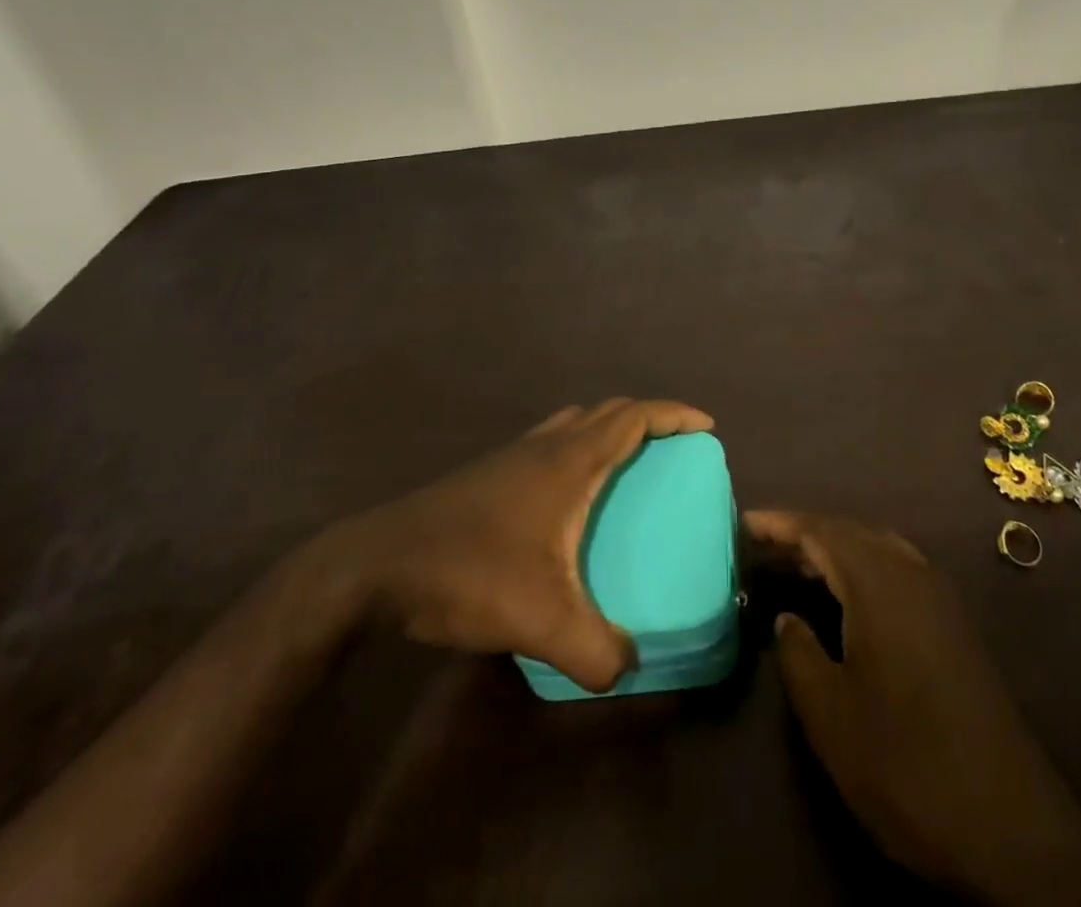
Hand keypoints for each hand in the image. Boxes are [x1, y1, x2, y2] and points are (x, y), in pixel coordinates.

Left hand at [305, 398, 712, 692]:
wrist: (374, 565)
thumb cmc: (467, 572)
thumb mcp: (539, 621)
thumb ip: (594, 650)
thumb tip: (631, 669)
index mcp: (569, 461)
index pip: (634, 416)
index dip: (674, 415)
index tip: (706, 427)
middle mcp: (546, 445)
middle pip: (609, 411)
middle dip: (649, 419)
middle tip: (675, 449)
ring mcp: (513, 454)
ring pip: (575, 422)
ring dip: (609, 429)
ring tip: (628, 466)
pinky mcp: (489, 472)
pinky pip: (551, 442)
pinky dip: (578, 447)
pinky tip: (569, 496)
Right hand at [745, 511, 1080, 906]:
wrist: (1012, 825)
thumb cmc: (907, 764)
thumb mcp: (831, 716)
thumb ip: (799, 655)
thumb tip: (787, 618)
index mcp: (880, 582)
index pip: (821, 529)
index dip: (779, 523)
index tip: (741, 522)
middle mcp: (912, 572)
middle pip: (849, 531)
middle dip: (804, 533)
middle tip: (760, 546)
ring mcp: (938, 596)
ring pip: (875, 548)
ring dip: (833, 549)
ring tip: (794, 565)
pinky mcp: (952, 623)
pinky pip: (895, 571)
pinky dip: (860, 570)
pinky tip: (844, 598)